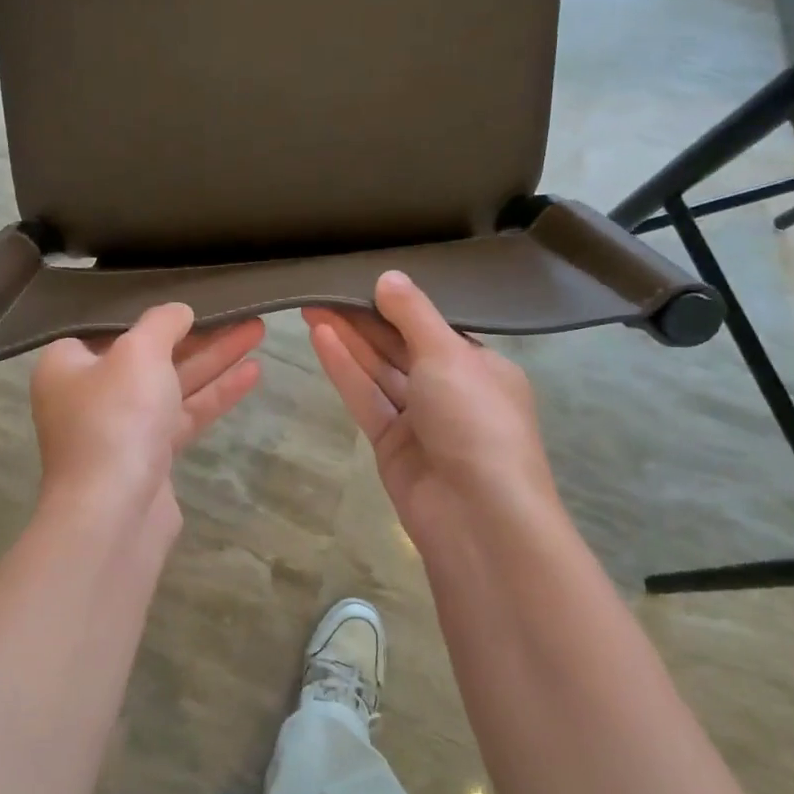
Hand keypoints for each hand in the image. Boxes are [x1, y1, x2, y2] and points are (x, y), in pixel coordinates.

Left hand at [31, 304, 263, 527]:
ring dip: (214, 360)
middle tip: (239, 310)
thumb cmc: (115, 418)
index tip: (187, 296)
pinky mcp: (149, 456)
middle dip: (197, 334)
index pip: (109, 327)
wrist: (114, 513)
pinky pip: (183, 415)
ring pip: (172, 384)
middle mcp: (90, 394)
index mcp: (68, 364)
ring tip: (258, 330)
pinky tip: (253, 373)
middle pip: (149, 354)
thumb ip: (161, 323)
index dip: (150, 312)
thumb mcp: (138, 353)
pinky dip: (214, 395)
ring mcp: (121, 428)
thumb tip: (178, 311)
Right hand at [303, 272, 567, 559]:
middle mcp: (451, 390)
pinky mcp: (391, 444)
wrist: (478, 516)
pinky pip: (367, 397)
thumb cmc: (476, 421)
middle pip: (401, 347)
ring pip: (379, 371)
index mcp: (481, 367)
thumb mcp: (449, 355)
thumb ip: (414, 315)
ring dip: (349, 340)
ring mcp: (420, 420)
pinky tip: (320, 338)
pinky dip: (345, 369)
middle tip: (324, 289)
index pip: (434, 327)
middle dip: (364, 319)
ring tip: (312, 306)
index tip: (362, 278)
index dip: (398, 303)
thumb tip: (389, 276)